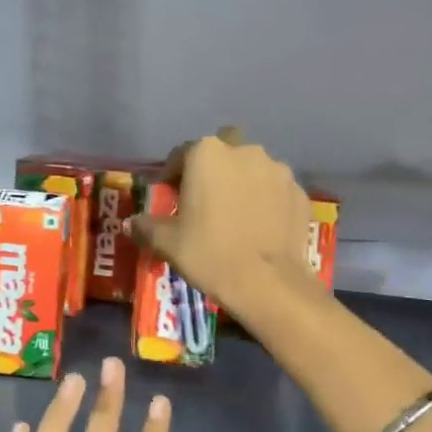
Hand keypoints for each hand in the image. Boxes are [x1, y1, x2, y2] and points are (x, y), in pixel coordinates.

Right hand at [127, 129, 314, 316]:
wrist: (268, 283)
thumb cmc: (209, 253)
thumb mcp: (168, 242)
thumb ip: (147, 226)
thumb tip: (132, 224)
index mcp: (207, 154)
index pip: (182, 153)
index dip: (173, 174)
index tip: (170, 195)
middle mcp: (244, 151)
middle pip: (224, 149)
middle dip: (215, 165)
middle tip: (207, 196)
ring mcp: (277, 170)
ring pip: (254, 167)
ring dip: (244, 181)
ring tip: (237, 212)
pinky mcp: (299, 192)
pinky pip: (276, 189)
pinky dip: (267, 200)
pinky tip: (260, 225)